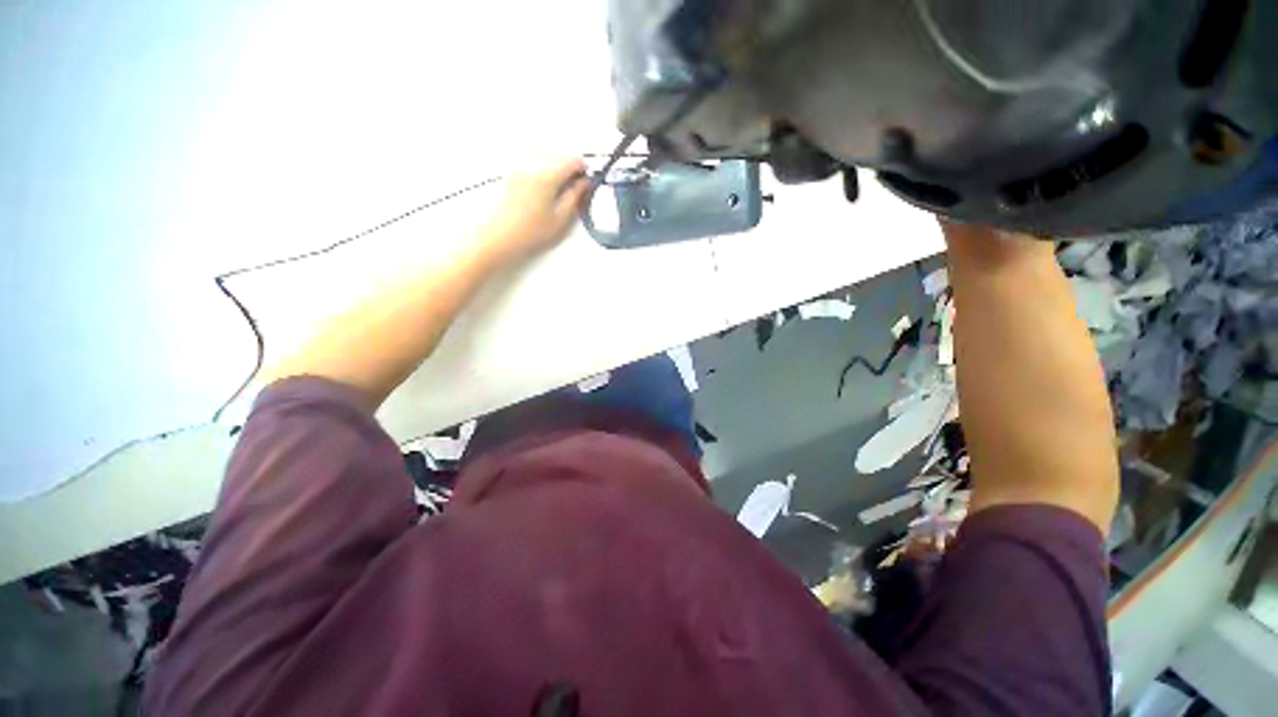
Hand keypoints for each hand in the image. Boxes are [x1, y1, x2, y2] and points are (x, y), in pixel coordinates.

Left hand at [479, 156, 589, 265]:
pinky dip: (536, 160)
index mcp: (548, 175)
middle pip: (557, 153)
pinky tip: (538, 179)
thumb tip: (584, 183)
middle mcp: (533, 163)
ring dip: (552, 162)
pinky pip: (525, 153)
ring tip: (555, 183)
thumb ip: (575, 197)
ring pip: (542, 151)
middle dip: (568, 166)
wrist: (499, 236)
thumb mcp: (560, 218)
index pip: (573, 160)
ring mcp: (518, 165)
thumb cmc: (531, 231)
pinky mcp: (508, 170)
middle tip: (572, 186)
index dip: (583, 169)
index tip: (585, 181)